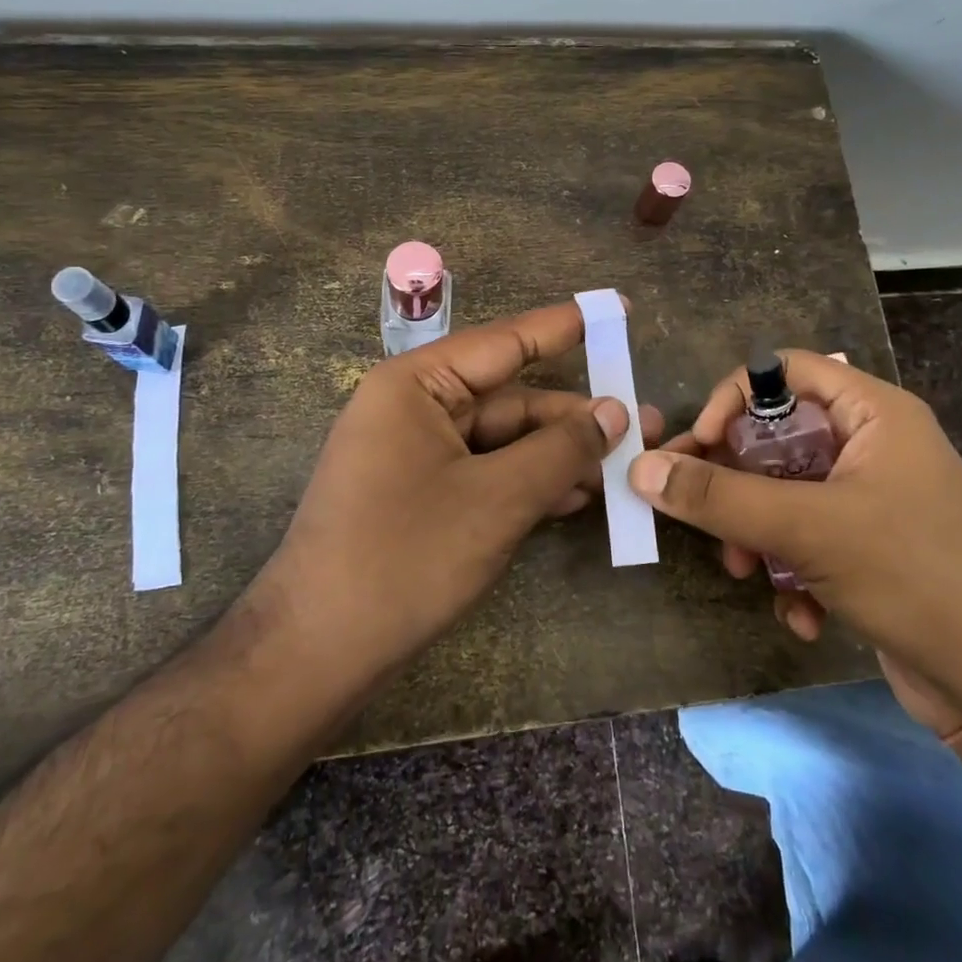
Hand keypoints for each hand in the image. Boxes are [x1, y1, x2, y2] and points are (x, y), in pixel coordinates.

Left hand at [252, 299, 662, 690]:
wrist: (316, 652)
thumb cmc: (405, 557)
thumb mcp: (498, 499)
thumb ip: (560, 450)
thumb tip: (614, 412)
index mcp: (416, 385)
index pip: (505, 342)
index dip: (565, 325)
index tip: (617, 309)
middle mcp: (413, 409)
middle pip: (510, 399)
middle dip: (575, 417)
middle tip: (645, 424)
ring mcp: (414, 455)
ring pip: (503, 441)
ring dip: (558, 456)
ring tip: (623, 470)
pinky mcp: (420, 496)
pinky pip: (485, 473)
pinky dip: (528, 484)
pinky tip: (575, 500)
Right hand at [631, 351, 961, 731]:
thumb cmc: (914, 575)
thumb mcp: (807, 528)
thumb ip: (719, 496)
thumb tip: (642, 468)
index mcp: (873, 413)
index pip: (784, 370)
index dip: (734, 398)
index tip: (698, 445)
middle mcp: (873, 446)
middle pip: (776, 436)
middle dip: (736, 482)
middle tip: (700, 514)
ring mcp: (872, 499)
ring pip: (784, 493)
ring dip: (756, 533)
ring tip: (747, 571)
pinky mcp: (869, 549)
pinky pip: (807, 537)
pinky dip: (791, 570)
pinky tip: (800, 613)